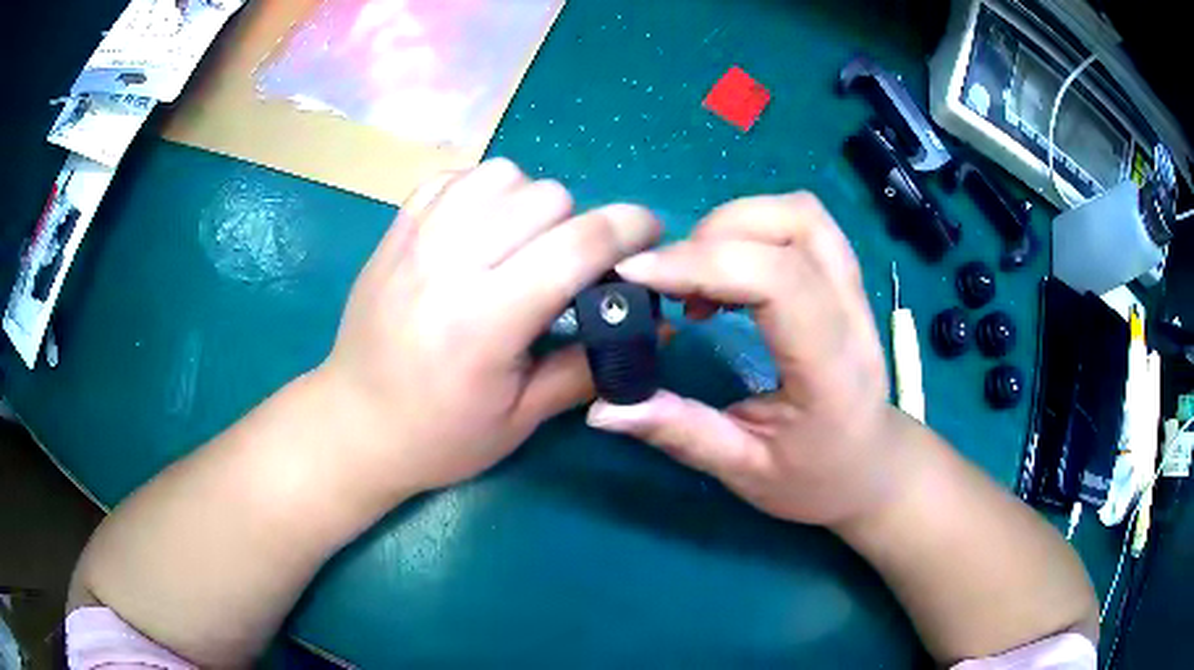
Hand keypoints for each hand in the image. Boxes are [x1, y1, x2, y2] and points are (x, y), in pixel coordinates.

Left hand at [319, 158, 659, 495]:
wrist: (355, 423)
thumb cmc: (440, 436)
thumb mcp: (522, 418)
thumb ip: (589, 365)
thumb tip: (652, 326)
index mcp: (486, 320)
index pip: (578, 243)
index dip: (630, 228)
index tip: (649, 235)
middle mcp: (449, 264)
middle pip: (547, 197)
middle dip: (579, 224)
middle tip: (570, 265)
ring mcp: (415, 239)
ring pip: (501, 173)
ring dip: (530, 200)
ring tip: (522, 242)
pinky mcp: (394, 231)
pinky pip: (454, 177)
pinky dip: (482, 190)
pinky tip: (480, 229)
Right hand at [586, 194, 902, 527]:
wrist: (873, 467)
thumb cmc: (817, 479)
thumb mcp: (746, 472)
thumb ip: (680, 433)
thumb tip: (602, 410)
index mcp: (831, 370)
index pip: (779, 282)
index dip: (703, 263)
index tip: (636, 275)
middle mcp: (852, 316)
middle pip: (796, 225)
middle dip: (715, 234)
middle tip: (669, 280)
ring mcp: (856, 291)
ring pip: (802, 213)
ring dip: (736, 223)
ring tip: (698, 273)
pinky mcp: (846, 281)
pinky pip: (803, 225)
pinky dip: (753, 229)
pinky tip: (726, 274)